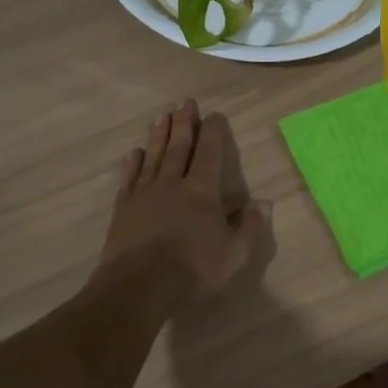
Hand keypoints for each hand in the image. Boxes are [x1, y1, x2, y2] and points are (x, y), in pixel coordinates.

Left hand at [97, 99, 269, 303]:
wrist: (138, 286)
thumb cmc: (192, 269)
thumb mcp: (233, 254)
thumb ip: (249, 227)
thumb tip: (263, 203)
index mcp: (201, 190)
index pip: (209, 153)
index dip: (213, 132)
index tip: (214, 114)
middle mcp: (172, 183)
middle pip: (179, 147)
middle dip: (184, 123)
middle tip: (184, 101)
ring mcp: (144, 194)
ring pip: (153, 156)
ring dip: (159, 135)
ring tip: (161, 116)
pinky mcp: (123, 209)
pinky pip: (129, 179)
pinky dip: (132, 164)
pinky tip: (133, 153)